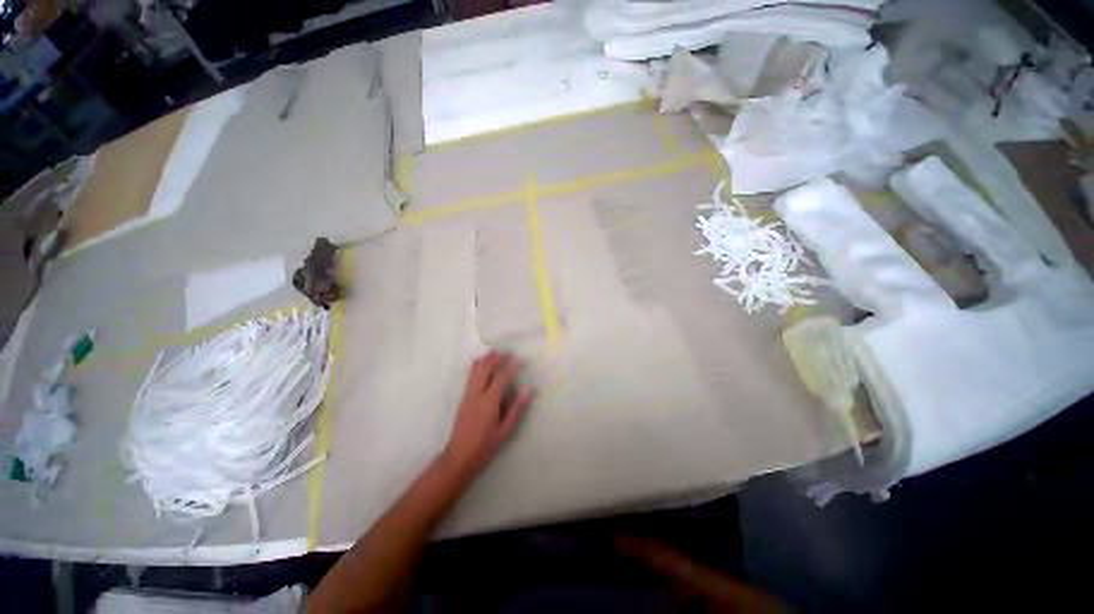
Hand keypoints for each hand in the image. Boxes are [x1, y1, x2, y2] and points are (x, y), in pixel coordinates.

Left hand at [442, 350, 533, 476]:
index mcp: (489, 401)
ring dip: (485, 360)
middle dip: (497, 358)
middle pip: (486, 369)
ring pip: (476, 371)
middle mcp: (477, 394)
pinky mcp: (463, 399)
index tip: (521, 360)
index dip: (512, 367)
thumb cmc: (485, 446)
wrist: (459, 457)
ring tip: (494, 351)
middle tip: (508, 352)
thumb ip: (517, 409)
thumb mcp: (505, 430)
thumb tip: (528, 390)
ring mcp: (468, 395)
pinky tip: (476, 362)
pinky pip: (469, 377)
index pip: (501, 378)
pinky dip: (474, 367)